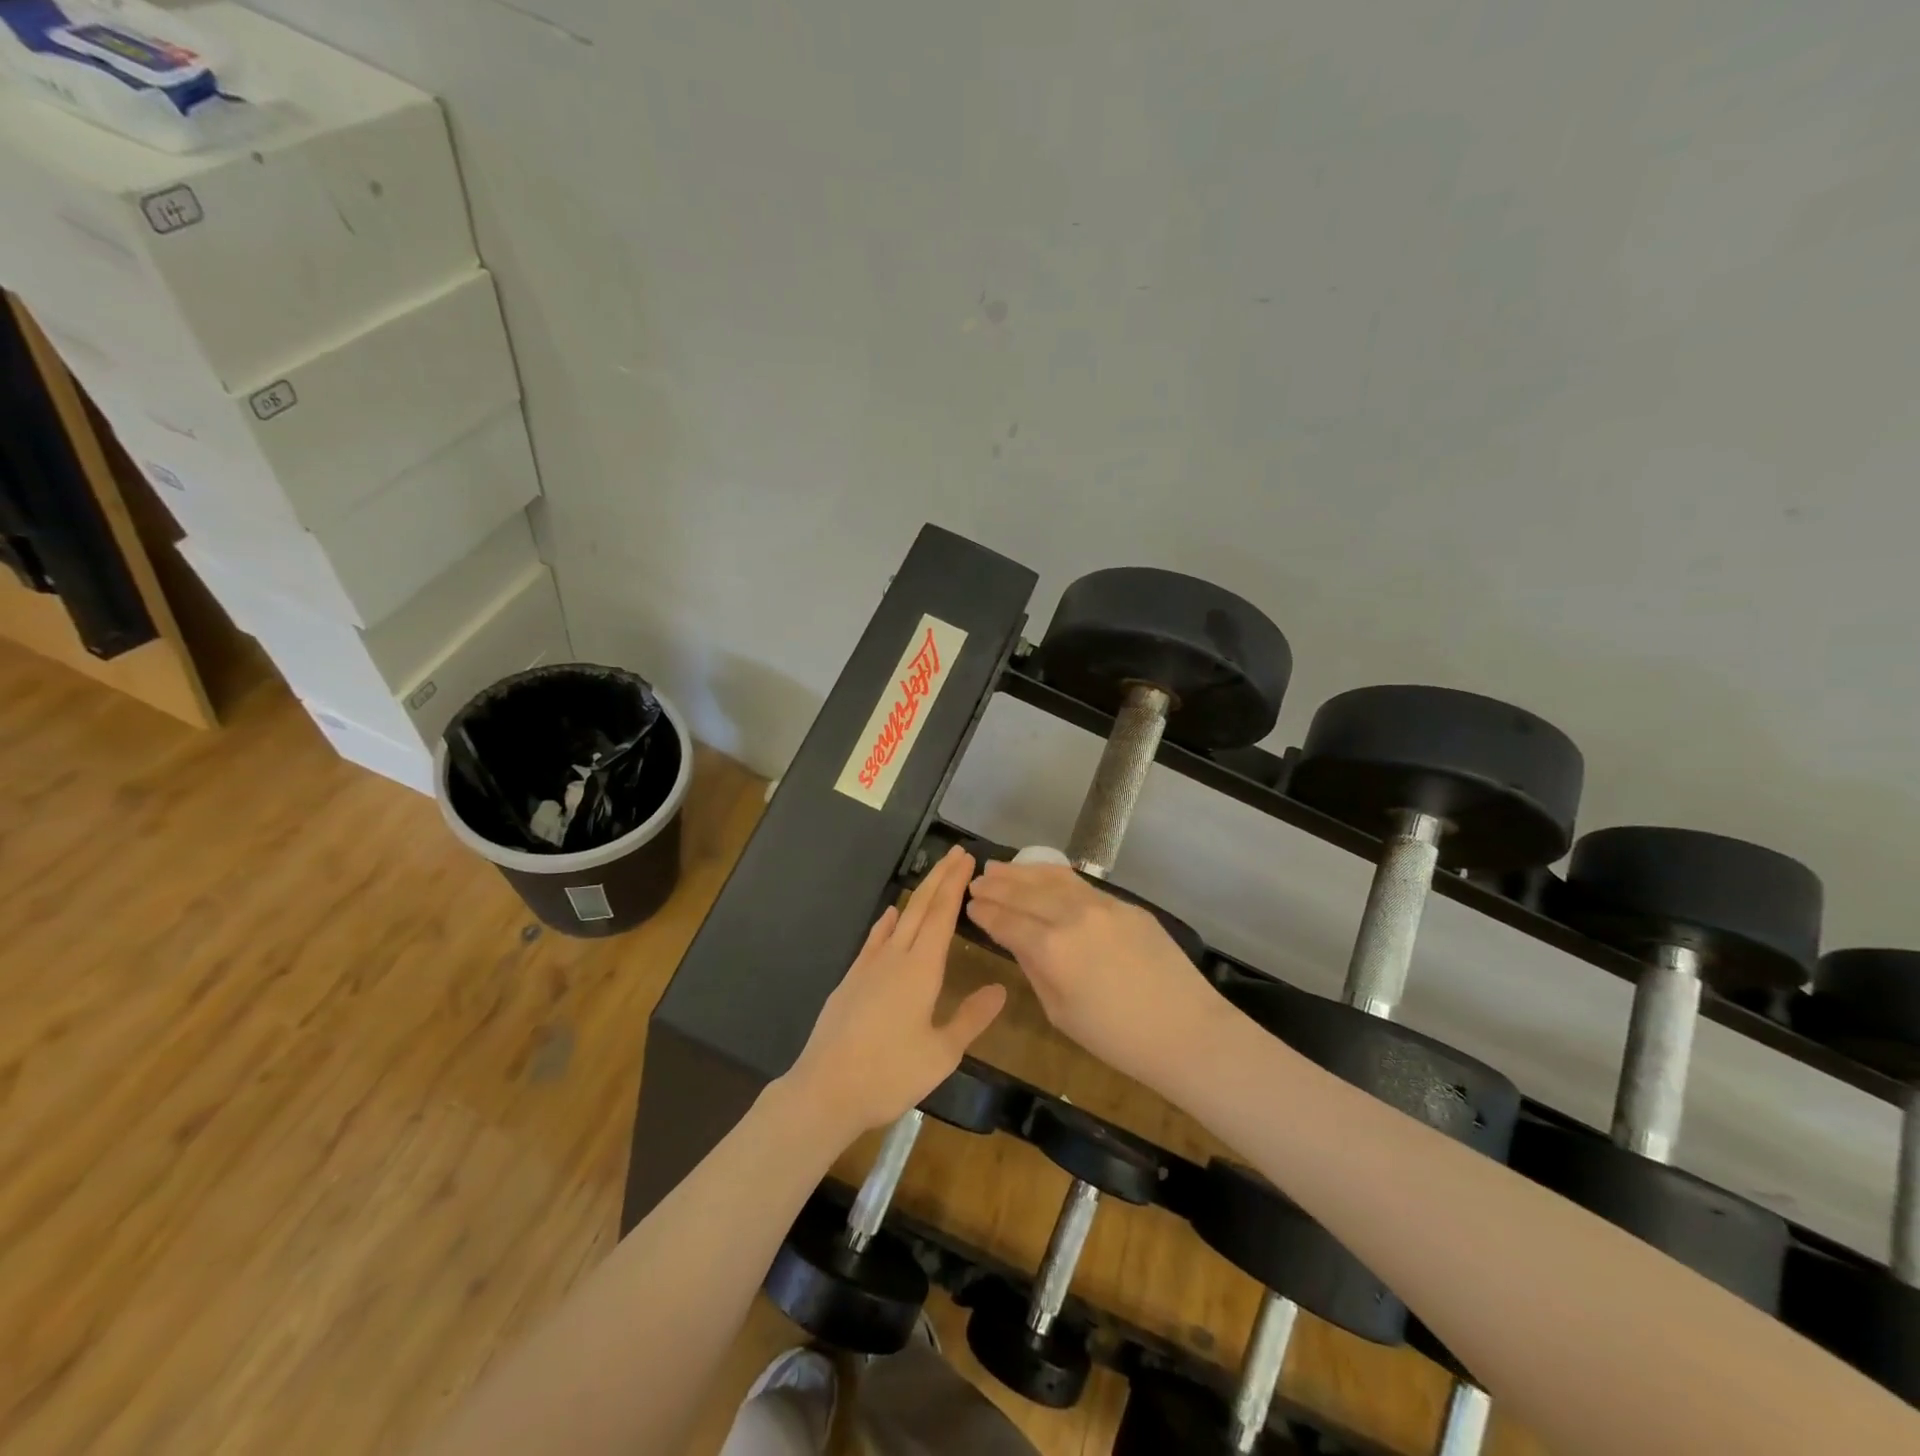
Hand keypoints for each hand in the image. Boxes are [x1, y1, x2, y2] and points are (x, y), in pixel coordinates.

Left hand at [783, 846, 1006, 1142]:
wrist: (825, 1089)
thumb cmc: (889, 1074)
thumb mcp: (941, 1053)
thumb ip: (971, 1018)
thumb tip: (1000, 989)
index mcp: (921, 969)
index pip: (942, 916)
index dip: (955, 885)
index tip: (967, 859)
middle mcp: (895, 957)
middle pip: (921, 907)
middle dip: (940, 878)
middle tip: (957, 853)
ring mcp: (868, 966)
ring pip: (898, 919)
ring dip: (918, 895)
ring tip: (933, 877)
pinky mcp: (851, 980)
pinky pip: (875, 939)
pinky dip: (887, 922)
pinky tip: (891, 916)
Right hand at [965, 861, 1222, 1087]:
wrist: (1185, 1030)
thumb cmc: (1117, 1038)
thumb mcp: (1061, 1012)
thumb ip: (1034, 969)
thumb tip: (1016, 940)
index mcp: (1050, 949)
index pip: (1006, 921)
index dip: (984, 912)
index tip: (969, 905)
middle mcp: (1071, 915)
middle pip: (1024, 893)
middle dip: (996, 886)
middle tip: (975, 881)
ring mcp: (1101, 904)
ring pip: (1051, 878)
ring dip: (1021, 872)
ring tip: (999, 868)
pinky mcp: (1124, 904)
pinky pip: (1079, 883)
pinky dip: (1053, 875)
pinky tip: (1041, 875)